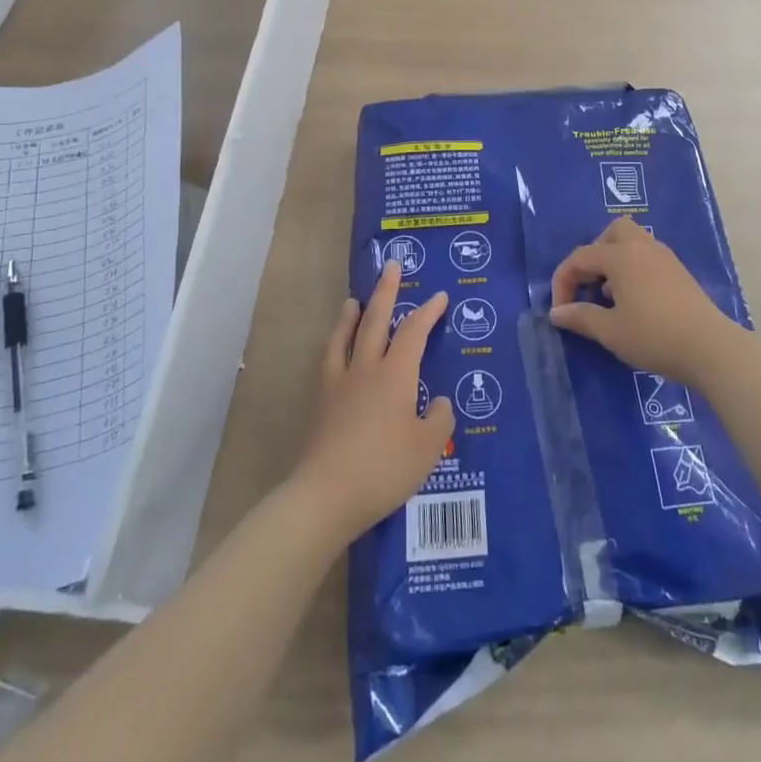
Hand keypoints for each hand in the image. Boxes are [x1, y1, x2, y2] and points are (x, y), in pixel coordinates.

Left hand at [292, 259, 455, 542]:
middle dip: (386, 292)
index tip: (440, 296)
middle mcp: (366, 369)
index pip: (415, 331)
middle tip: (391, 266)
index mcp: (396, 374)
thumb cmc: (384, 468)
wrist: (325, 495)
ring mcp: (339, 384)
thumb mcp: (427, 447)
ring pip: (345, 337)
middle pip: (376, 320)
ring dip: (352, 315)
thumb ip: (438, 418)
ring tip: (353, 300)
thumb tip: (438, 401)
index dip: (429, 311)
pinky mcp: (320, 404)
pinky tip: (334, 351)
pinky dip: (334, 345)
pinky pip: (328, 361)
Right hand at [548, 217, 748, 382]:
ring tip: (609, 297)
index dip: (563, 282)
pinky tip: (633, 301)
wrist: (709, 348)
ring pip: (633, 242)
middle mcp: (643, 247)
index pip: (580, 257)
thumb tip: (557, 312)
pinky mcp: (679, 272)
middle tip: (588, 285)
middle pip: (612, 232)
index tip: (560, 310)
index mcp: (621, 255)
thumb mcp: (610, 331)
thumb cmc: (653, 336)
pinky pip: (647, 257)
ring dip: (614, 261)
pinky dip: (633, 269)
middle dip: (594, 255)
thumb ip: (580, 317)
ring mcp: (665, 257)